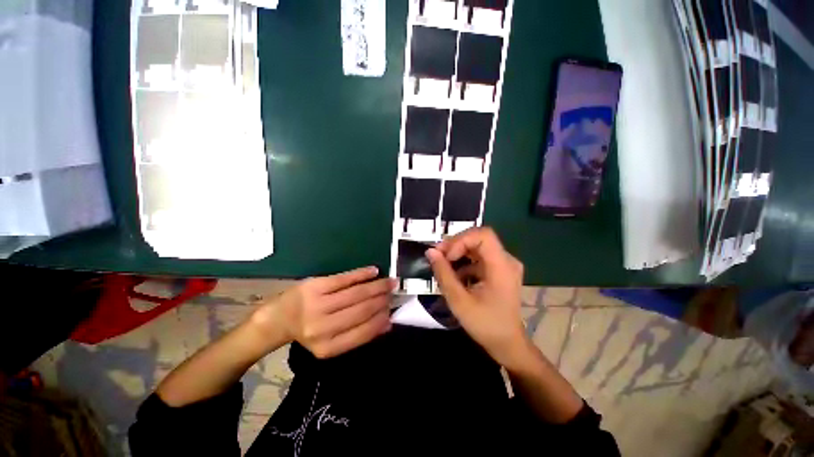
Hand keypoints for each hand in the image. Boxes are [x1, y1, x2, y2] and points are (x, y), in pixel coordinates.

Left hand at [251, 267, 395, 358]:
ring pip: (357, 293)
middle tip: (393, 292)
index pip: (363, 332)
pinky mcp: (316, 286)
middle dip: (382, 300)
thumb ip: (357, 334)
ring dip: (377, 286)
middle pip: (362, 310)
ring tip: (389, 282)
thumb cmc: (310, 331)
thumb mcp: (330, 342)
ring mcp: (318, 305)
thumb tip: (387, 323)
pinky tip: (374, 271)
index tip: (392, 312)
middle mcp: (323, 328)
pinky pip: (345, 278)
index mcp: (327, 347)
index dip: (381, 321)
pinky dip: (362, 274)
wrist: (278, 318)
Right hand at [426, 227, 527, 367]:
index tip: (447, 256)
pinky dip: (464, 262)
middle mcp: (507, 260)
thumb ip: (443, 273)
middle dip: (456, 245)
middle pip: (479, 239)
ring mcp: (504, 264)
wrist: (507, 343)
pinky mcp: (499, 269)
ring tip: (443, 265)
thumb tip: (430, 251)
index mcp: (502, 266)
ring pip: (477, 246)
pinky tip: (455, 275)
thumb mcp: (459, 300)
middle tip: (438, 256)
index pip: (483, 235)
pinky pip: (479, 257)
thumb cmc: (485, 325)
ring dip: (458, 253)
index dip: (461, 240)